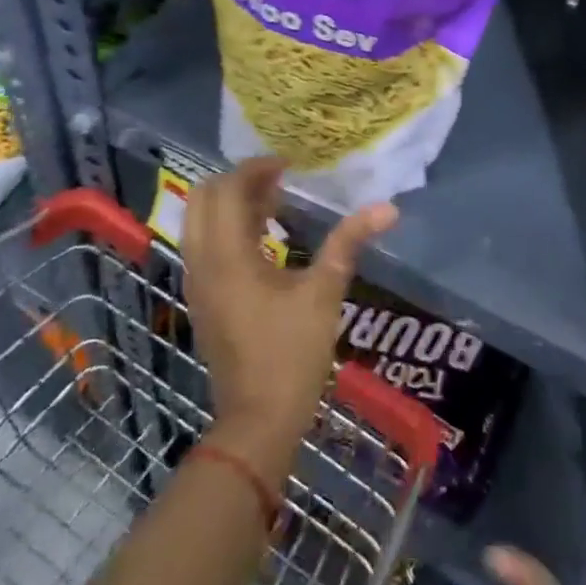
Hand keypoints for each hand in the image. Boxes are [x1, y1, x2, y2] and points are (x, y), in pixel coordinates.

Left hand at [182, 158, 396, 480]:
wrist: (258, 421)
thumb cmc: (291, 354)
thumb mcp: (324, 293)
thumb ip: (348, 243)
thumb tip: (387, 209)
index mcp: (227, 256)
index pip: (228, 190)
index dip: (256, 169)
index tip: (289, 164)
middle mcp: (202, 263)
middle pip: (204, 199)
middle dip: (238, 182)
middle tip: (278, 180)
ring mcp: (197, 283)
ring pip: (200, 222)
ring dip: (232, 204)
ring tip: (274, 203)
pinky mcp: (202, 300)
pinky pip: (205, 246)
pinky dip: (228, 228)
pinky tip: (264, 238)